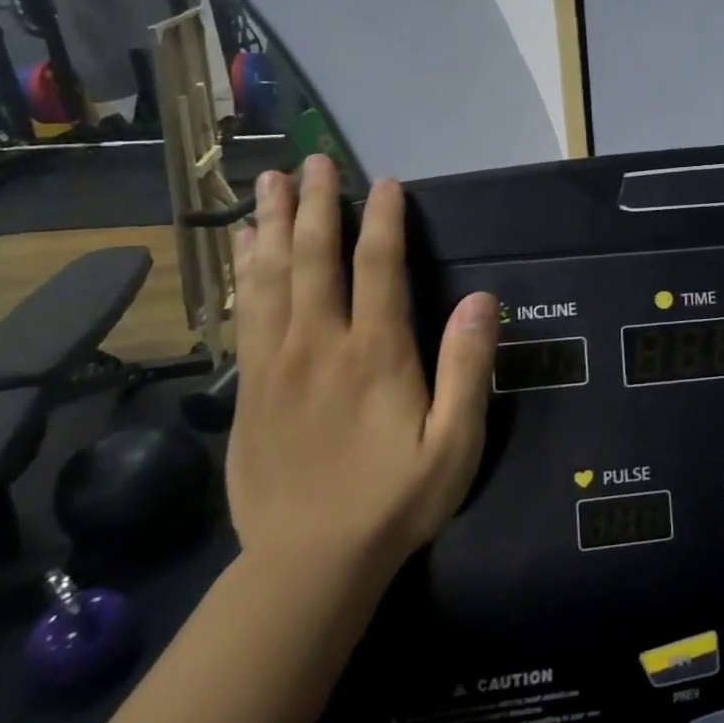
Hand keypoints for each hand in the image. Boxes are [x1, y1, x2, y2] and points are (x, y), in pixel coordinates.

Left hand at [225, 155, 496, 584]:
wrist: (310, 561)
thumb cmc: (397, 499)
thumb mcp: (456, 441)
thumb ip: (468, 367)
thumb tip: (480, 299)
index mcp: (376, 353)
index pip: (377, 268)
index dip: (384, 220)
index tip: (387, 184)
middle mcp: (320, 345)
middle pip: (312, 258)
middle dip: (314, 205)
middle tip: (312, 161)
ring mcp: (275, 365)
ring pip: (268, 279)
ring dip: (269, 226)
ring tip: (267, 185)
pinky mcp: (248, 389)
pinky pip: (245, 315)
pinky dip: (244, 274)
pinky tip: (243, 253)